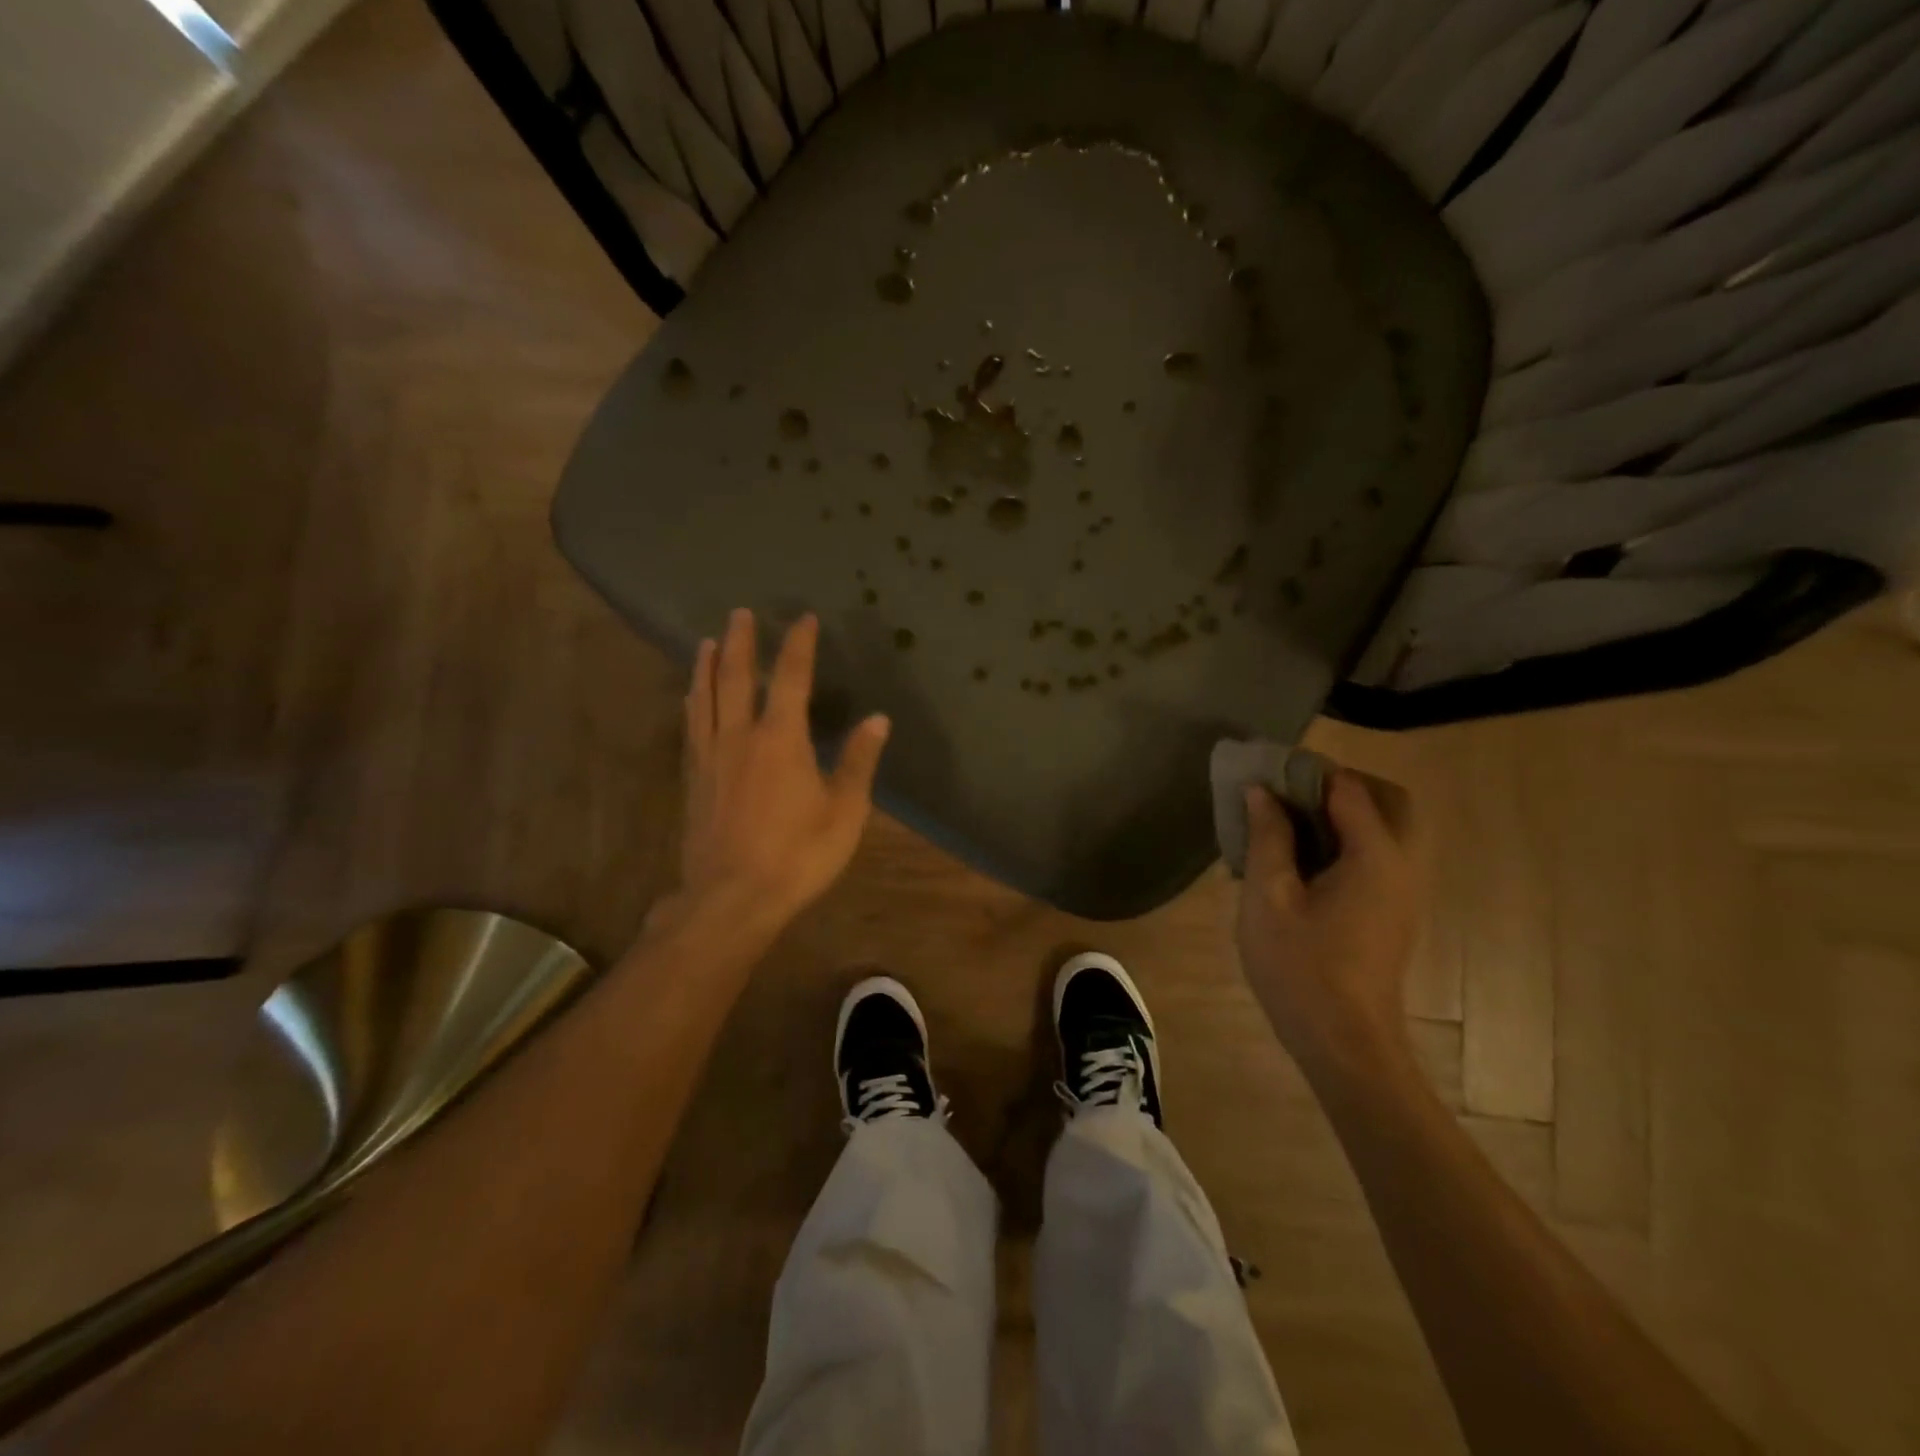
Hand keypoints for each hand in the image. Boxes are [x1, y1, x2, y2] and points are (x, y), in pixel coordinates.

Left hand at [674, 609, 889, 934]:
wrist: (731, 898)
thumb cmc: (798, 855)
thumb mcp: (844, 812)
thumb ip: (858, 762)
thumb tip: (878, 719)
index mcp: (781, 739)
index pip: (791, 678)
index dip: (799, 645)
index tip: (804, 619)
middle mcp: (740, 736)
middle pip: (737, 677)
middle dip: (742, 642)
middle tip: (741, 613)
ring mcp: (711, 757)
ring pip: (705, 698)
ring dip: (707, 666)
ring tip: (708, 642)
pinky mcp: (693, 779)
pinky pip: (691, 727)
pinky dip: (692, 703)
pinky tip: (690, 698)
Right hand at [1236, 768, 1421, 1075]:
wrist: (1343, 1042)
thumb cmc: (1300, 966)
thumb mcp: (1268, 896)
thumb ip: (1268, 837)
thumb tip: (1261, 791)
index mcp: (1375, 855)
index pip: (1348, 787)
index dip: (1306, 773)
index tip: (1265, 774)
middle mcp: (1402, 864)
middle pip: (1386, 799)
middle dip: (1338, 785)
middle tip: (1286, 795)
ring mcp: (1403, 890)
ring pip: (1386, 827)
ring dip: (1343, 812)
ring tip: (1288, 824)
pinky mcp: (1394, 910)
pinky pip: (1378, 854)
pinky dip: (1347, 839)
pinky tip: (1302, 860)